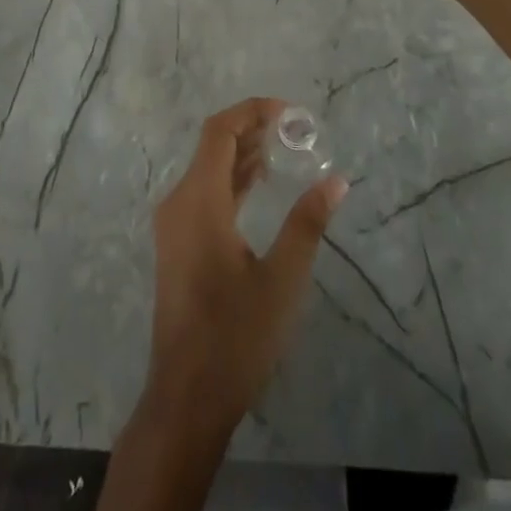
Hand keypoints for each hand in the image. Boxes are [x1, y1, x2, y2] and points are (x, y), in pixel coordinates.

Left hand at [145, 98, 346, 433]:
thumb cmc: (236, 336)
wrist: (187, 398)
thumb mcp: (282, 279)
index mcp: (199, 200)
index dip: (252, 112)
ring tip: (284, 149)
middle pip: (212, 145)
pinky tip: (259, 185)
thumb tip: (336, 181)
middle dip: (251, 129)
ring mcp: (174, 224)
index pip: (219, 131)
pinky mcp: (177, 244)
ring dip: (242, 155)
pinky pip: (204, 193)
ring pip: (207, 169)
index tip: (289, 112)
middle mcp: (179, 202)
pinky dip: (232, 180)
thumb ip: (307, 223)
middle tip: (293, 130)